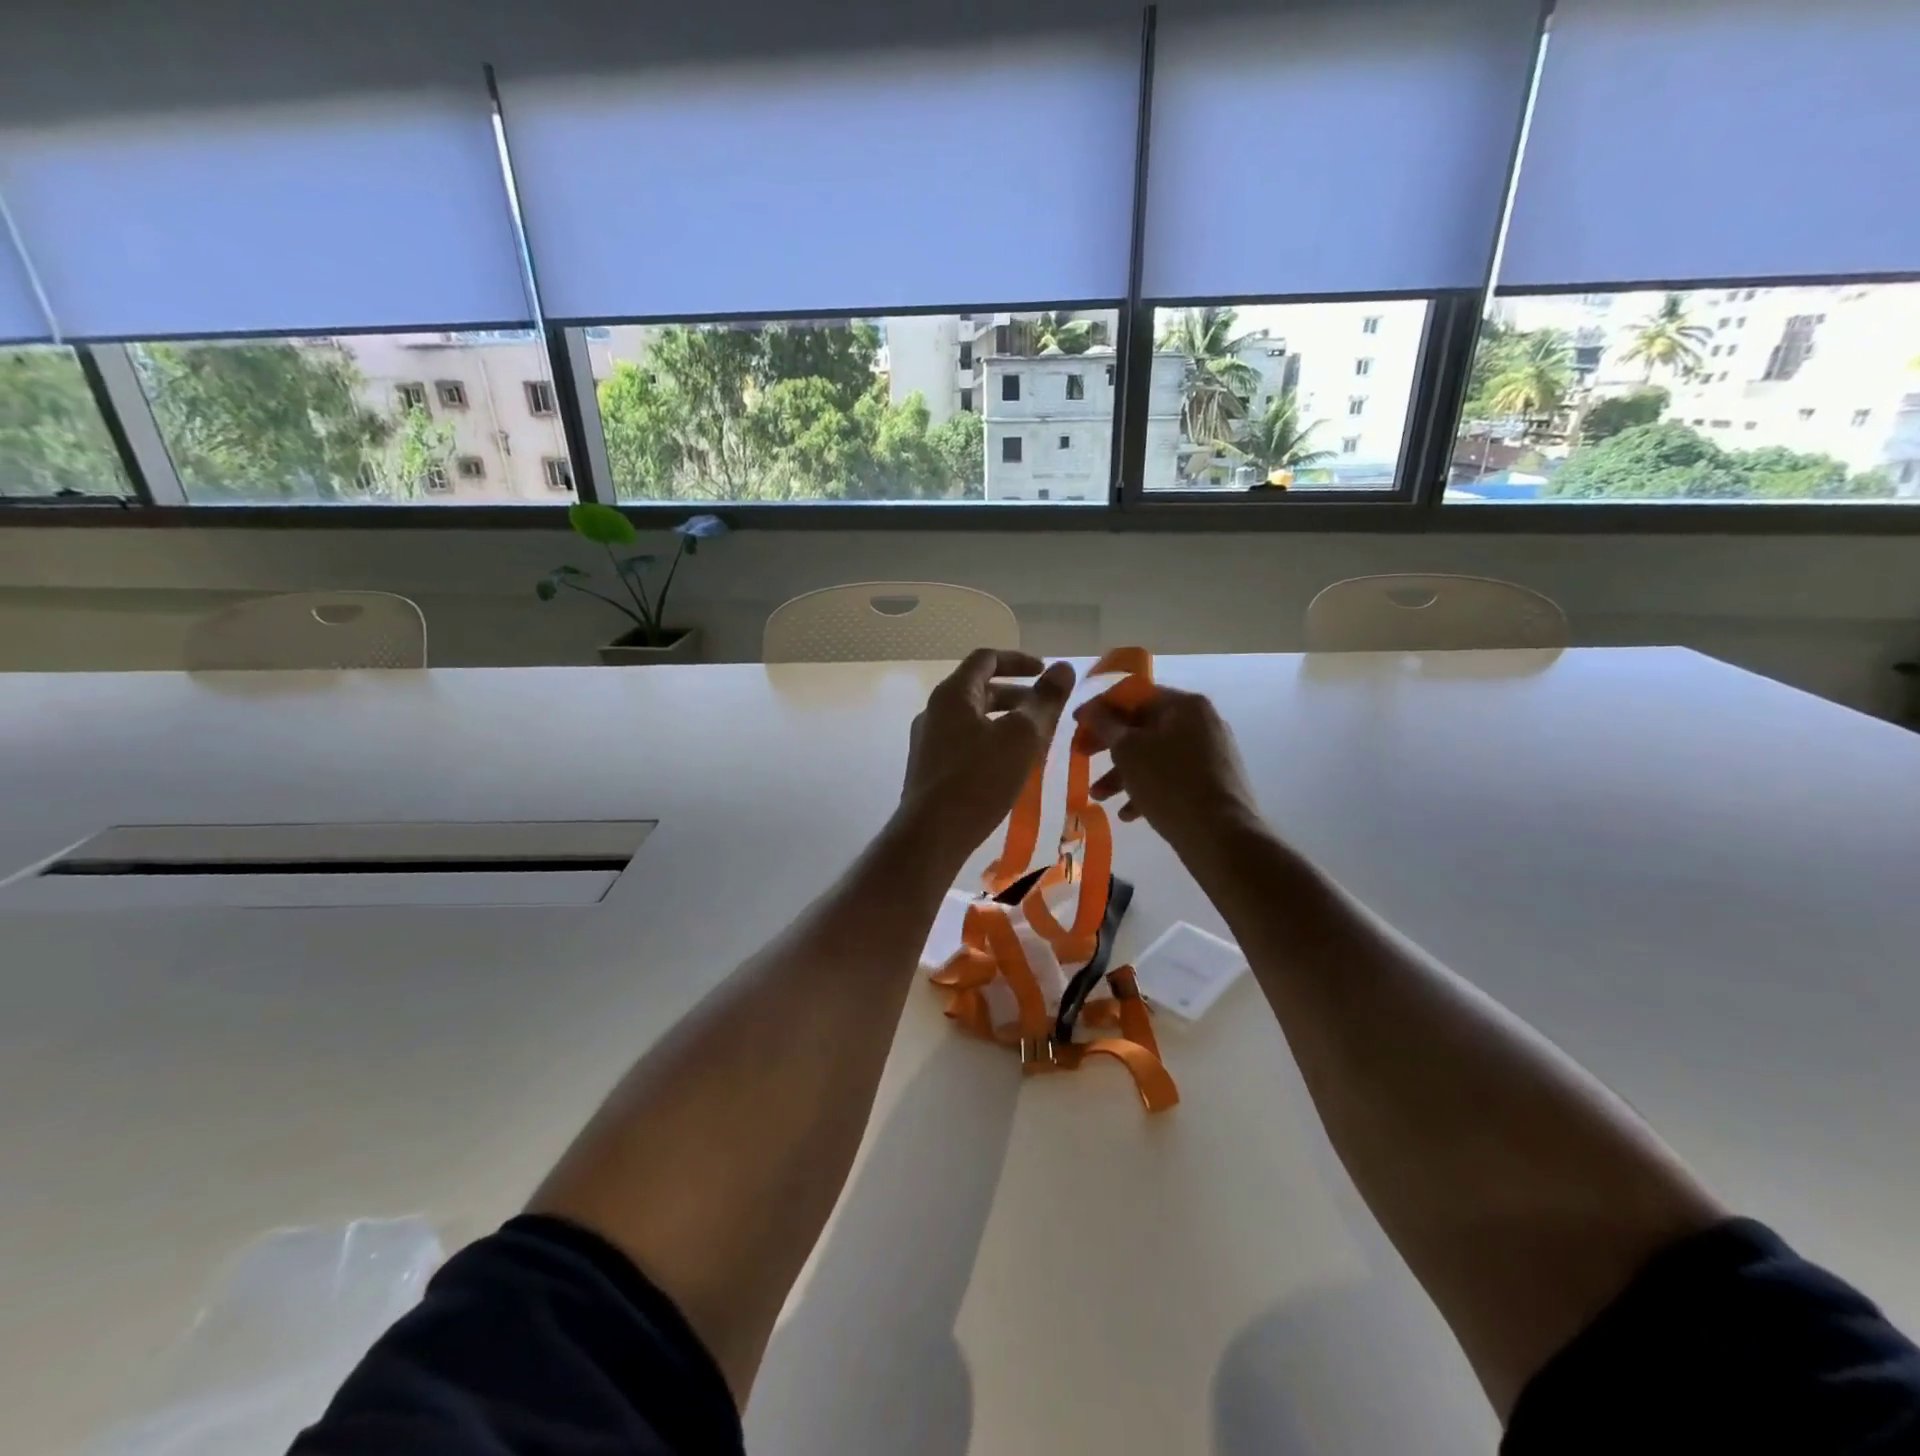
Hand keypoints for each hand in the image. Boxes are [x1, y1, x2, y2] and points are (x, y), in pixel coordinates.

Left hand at [900, 649, 1076, 856]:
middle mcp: (935, 711)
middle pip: (979, 690)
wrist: (932, 835)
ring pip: (973, 720)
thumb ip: (1045, 700)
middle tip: (1046, 711)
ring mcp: (928, 741)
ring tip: (1034, 741)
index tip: (1045, 672)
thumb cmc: (979, 778)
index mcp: (953, 694)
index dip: (1019, 660)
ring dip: (1005, 722)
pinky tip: (1010, 767)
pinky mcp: (930, 769)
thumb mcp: (1022, 736)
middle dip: (1016, 696)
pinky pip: (965, 743)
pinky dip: (991, 743)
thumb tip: (1064, 668)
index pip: (986, 659)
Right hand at [1075, 685, 1261, 850]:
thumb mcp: (1128, 750)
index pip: (1135, 696)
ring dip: (1122, 774)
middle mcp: (1202, 723)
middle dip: (1109, 747)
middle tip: (1082, 758)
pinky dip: (1147, 790)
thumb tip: (1091, 710)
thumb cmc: (1169, 782)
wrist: (1221, 835)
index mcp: (1185, 705)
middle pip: (1144, 727)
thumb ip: (1105, 725)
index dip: (1101, 708)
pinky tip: (1128, 815)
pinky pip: (1171, 778)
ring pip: (1155, 756)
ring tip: (1099, 797)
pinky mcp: (1211, 783)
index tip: (1077, 723)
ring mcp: (1210, 754)